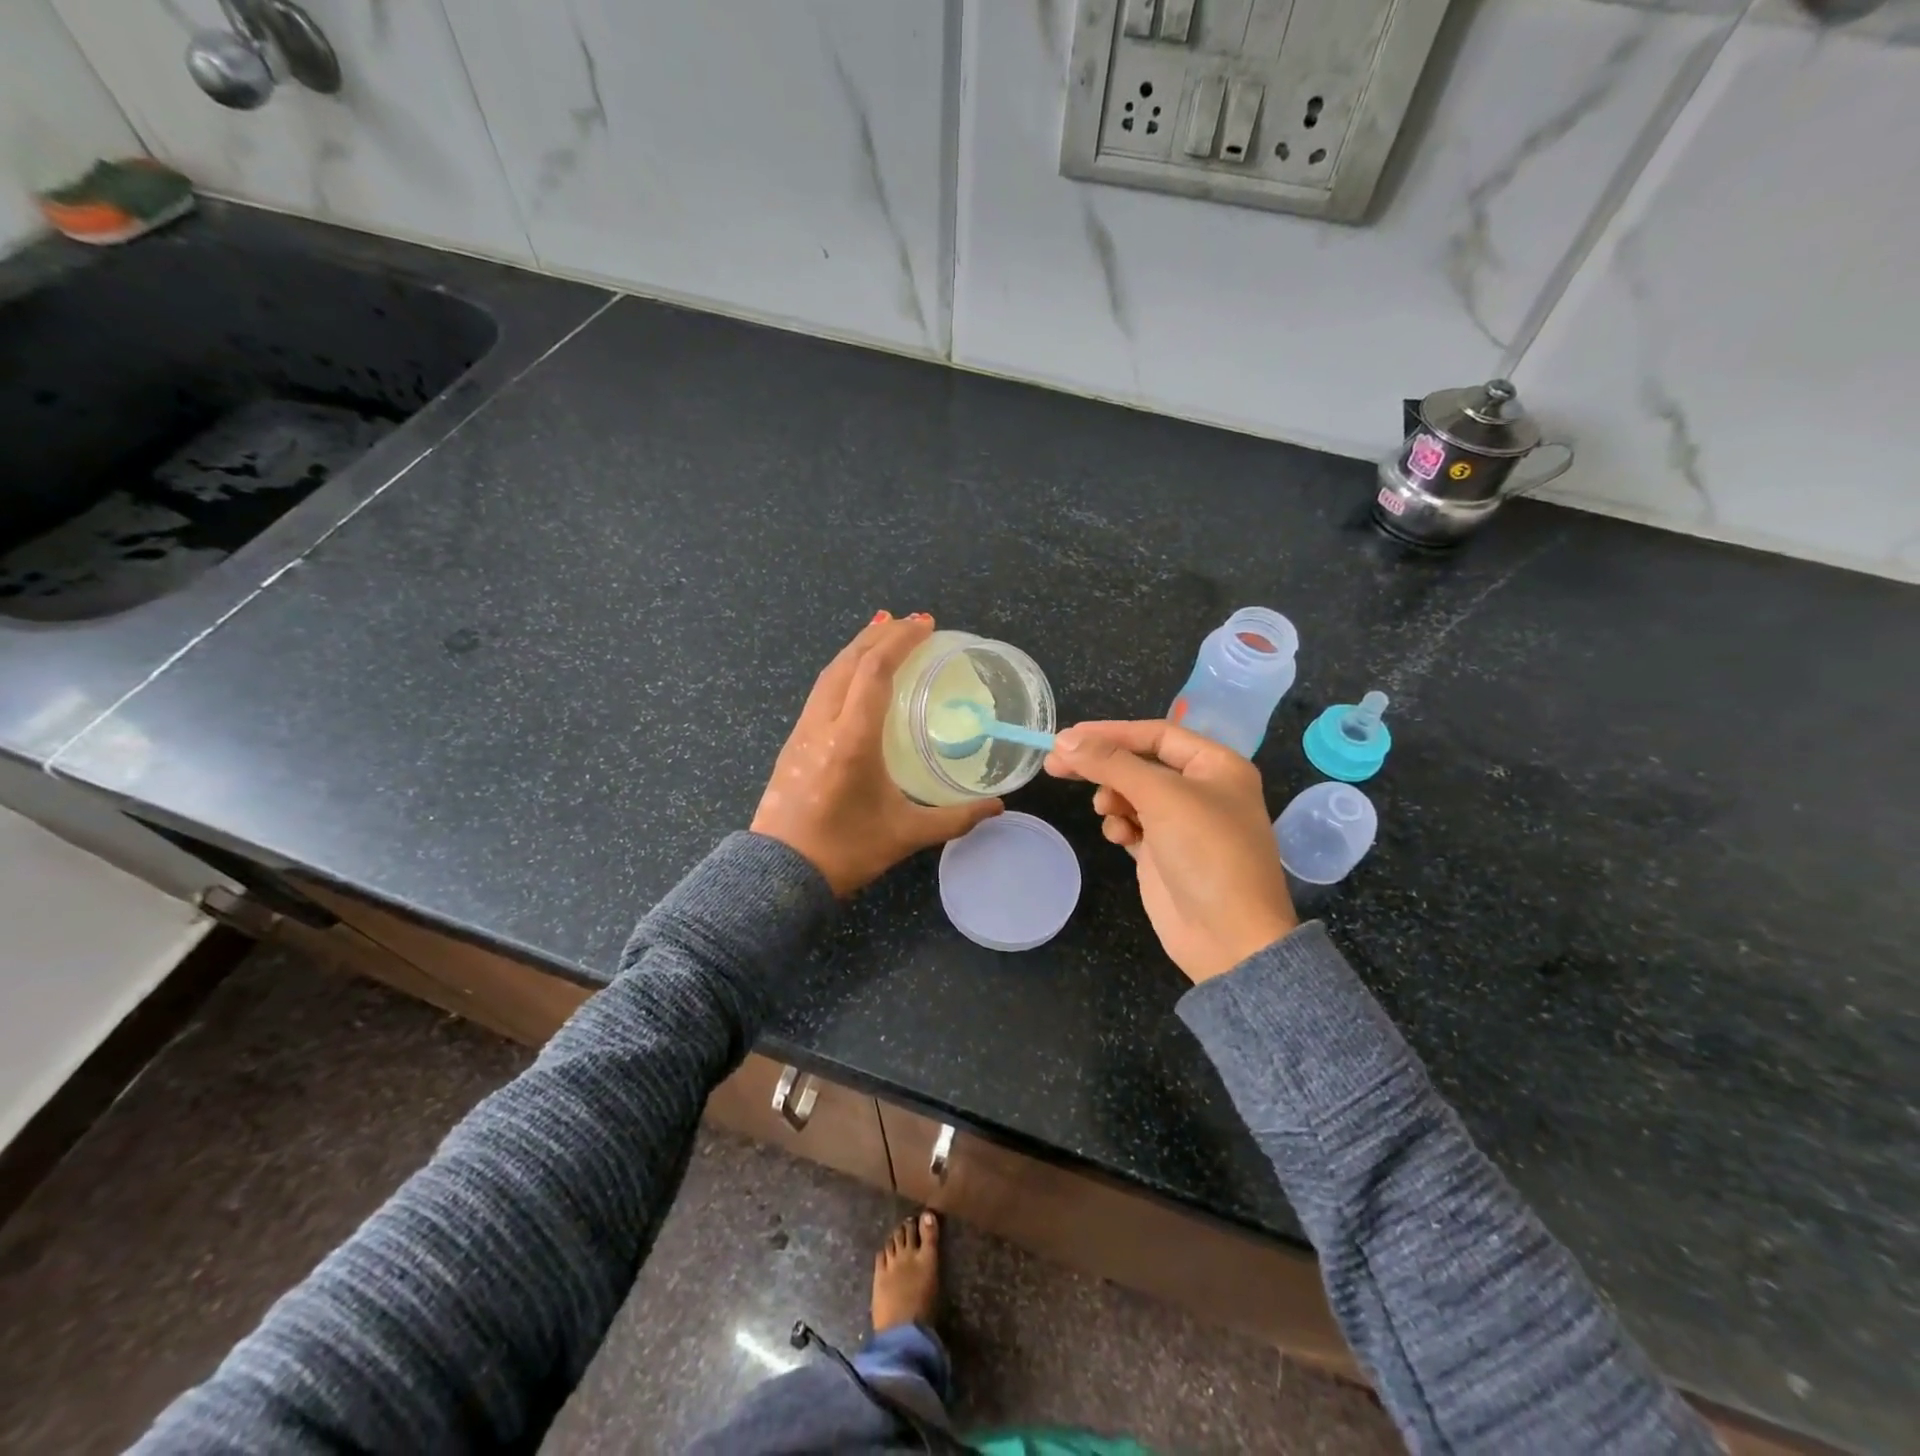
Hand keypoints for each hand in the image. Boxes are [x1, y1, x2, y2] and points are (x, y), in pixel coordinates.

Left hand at [752, 613, 1002, 896]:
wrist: (779, 875)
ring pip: (829, 673)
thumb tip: (997, 807)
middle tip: (911, 623)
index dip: (901, 642)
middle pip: (849, 662)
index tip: (926, 626)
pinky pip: (820, 691)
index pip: (874, 672)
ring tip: (884, 635)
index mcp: (852, 739)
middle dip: (880, 634)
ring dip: (858, 648)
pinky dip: (843, 670)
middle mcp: (824, 724)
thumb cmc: (845, 852)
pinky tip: (855, 677)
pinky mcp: (793, 742)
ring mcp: (803, 731)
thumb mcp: (906, 835)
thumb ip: (955, 818)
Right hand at [1045, 720, 1296, 982]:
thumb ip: (1111, 763)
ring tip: (1106, 811)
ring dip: (1113, 798)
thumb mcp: (1161, 796)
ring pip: (1132, 794)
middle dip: (1102, 766)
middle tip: (1056, 766)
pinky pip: (1133, 825)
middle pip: (1140, 764)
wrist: (1228, 937)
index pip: (1157, 734)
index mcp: (1217, 766)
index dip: (1112, 733)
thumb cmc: (1206, 852)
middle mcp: (1202, 790)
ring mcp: (1183, 824)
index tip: (1067, 738)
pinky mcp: (1164, 854)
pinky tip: (1120, 838)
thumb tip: (1064, 741)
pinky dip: (1121, 826)